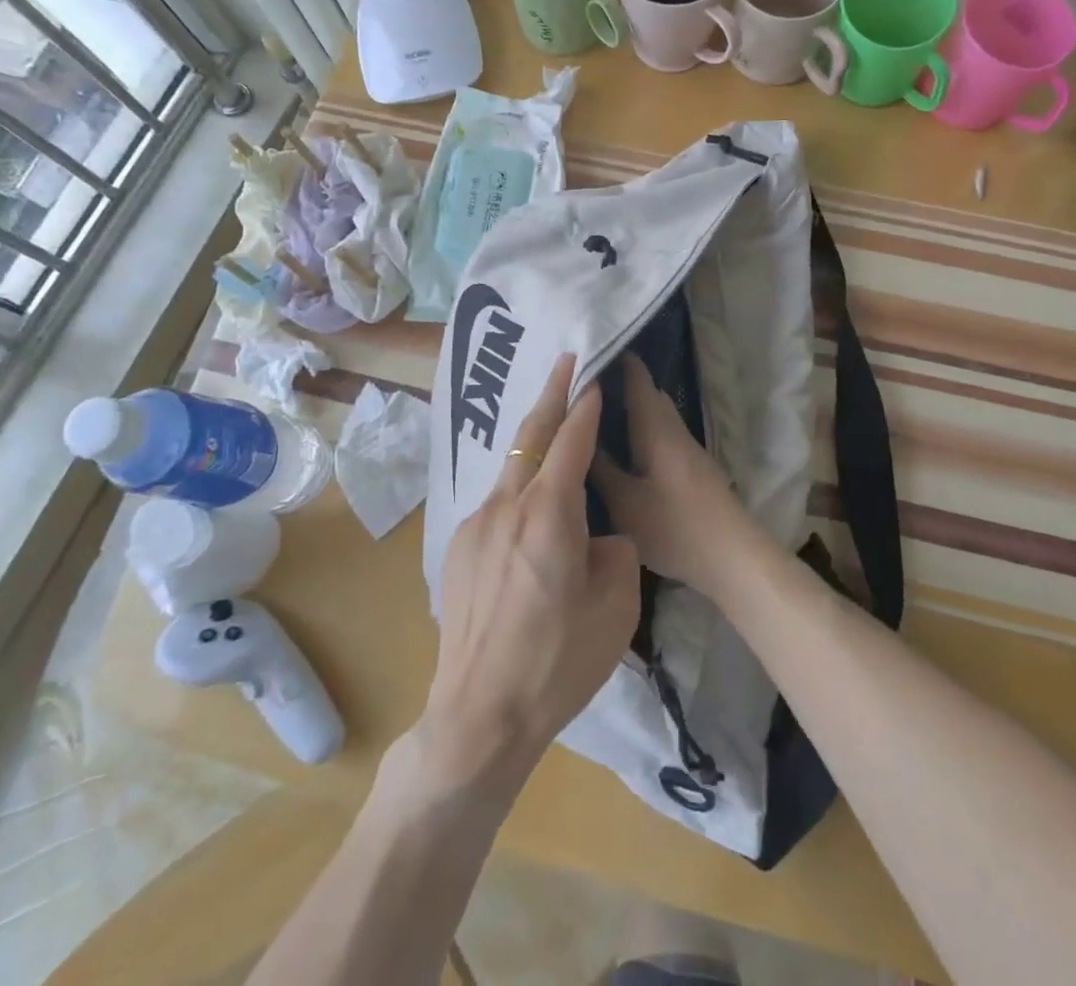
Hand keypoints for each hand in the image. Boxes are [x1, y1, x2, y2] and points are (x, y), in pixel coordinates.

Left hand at [417, 354, 640, 792]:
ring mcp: (475, 526)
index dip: (585, 407)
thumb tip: (597, 537)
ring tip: (553, 427)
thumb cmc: (558, 662)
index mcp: (549, 514)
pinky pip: (496, 502)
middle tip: (565, 361)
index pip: (570, 442)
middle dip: (550, 394)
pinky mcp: (458, 549)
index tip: (593, 377)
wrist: (479, 715)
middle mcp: (506, 506)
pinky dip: (519, 486)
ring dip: (534, 443)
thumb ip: (614, 552)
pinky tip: (530, 510)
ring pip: (511, 469)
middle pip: (531, 437)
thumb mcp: (616, 607)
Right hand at [589, 354, 760, 601]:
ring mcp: (685, 448)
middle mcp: (672, 429)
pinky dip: (638, 430)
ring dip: (629, 408)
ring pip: (654, 415)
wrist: (732, 556)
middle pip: (646, 393)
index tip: (587, 349)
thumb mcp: (625, 502)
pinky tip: (621, 447)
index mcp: (656, 427)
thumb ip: (600, 469)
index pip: (637, 377)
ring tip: (594, 413)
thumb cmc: (675, 526)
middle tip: (581, 385)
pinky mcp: (690, 468)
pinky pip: (659, 434)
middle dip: (618, 382)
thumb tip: (576, 439)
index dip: (616, 358)